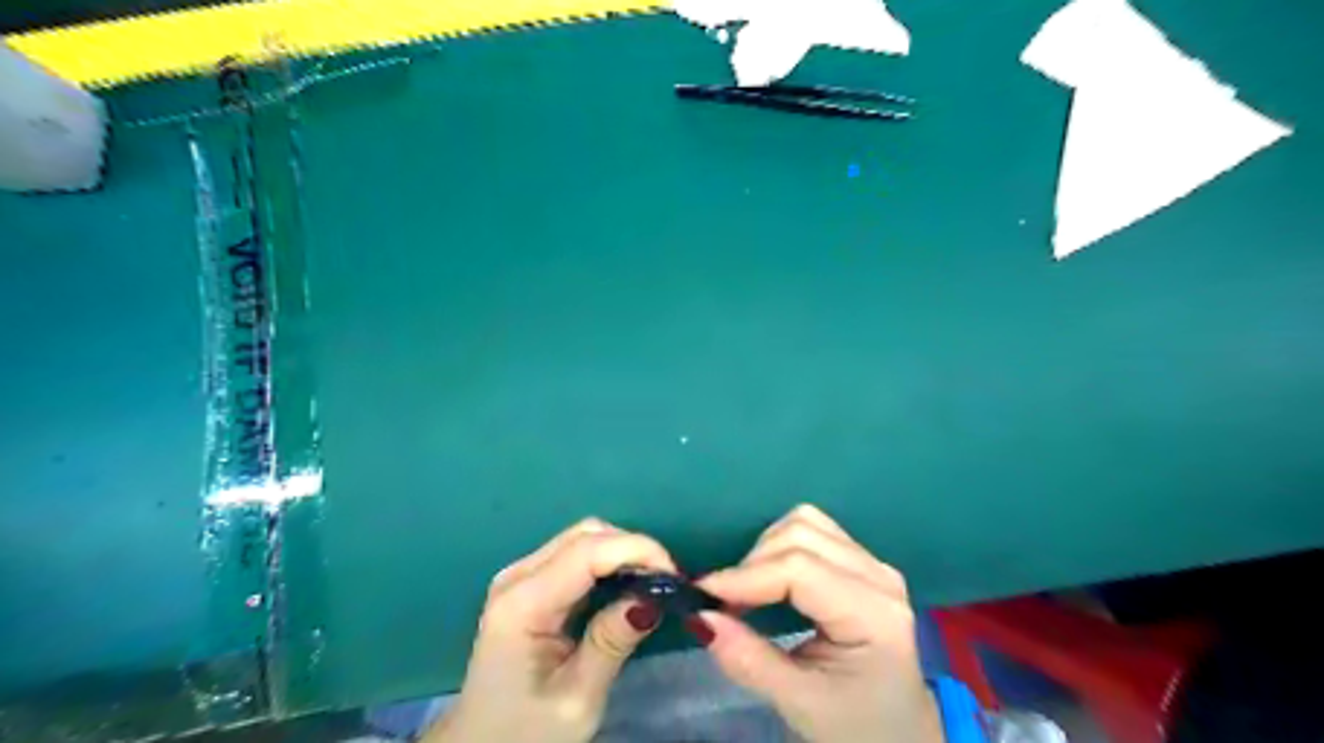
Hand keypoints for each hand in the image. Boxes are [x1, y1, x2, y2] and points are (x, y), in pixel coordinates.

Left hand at [425, 518, 672, 742]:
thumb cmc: (526, 733)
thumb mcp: (577, 698)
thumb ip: (612, 642)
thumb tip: (653, 598)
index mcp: (523, 604)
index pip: (587, 551)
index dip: (636, 550)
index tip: (674, 575)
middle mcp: (517, 577)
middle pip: (584, 535)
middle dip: (631, 548)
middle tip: (665, 582)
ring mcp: (519, 577)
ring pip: (581, 538)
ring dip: (621, 552)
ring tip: (651, 584)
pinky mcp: (527, 584)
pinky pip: (574, 554)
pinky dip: (606, 561)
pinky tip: (625, 585)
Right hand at [693, 505, 941, 742]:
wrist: (900, 733)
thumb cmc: (856, 726)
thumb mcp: (801, 704)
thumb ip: (749, 660)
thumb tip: (700, 617)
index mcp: (874, 614)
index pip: (799, 569)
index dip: (745, 575)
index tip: (703, 594)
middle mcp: (878, 575)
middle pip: (801, 534)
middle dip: (752, 562)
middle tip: (725, 602)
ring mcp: (872, 563)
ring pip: (805, 522)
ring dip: (765, 549)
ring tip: (748, 591)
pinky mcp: (860, 561)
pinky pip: (812, 531)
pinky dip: (780, 546)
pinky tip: (770, 579)